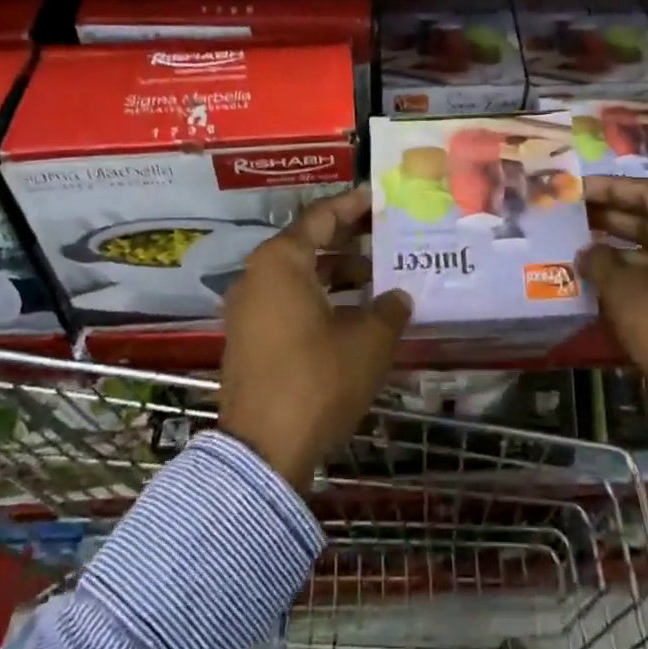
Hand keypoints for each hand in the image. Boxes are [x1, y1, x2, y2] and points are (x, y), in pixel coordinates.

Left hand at [219, 187, 411, 490]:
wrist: (263, 451)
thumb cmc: (318, 380)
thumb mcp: (368, 341)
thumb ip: (389, 309)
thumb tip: (399, 297)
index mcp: (281, 262)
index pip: (321, 217)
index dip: (353, 205)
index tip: (379, 197)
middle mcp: (257, 276)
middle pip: (308, 244)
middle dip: (349, 241)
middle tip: (386, 236)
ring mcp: (248, 309)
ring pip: (299, 276)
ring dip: (337, 274)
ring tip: (379, 278)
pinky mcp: (249, 339)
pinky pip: (288, 301)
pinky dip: (320, 298)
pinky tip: (354, 313)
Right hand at [581, 176, 647, 426]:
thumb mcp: (632, 296)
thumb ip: (603, 265)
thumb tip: (587, 252)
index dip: (611, 188)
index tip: (577, 189)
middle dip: (612, 218)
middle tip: (571, 217)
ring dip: (619, 252)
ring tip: (578, 250)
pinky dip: (634, 280)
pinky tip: (601, 286)